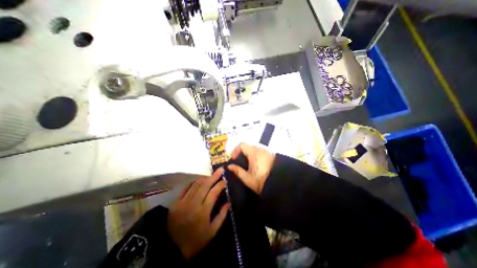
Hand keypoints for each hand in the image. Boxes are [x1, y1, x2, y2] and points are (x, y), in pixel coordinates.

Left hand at [166, 169, 229, 260]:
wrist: (171, 249)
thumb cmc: (195, 241)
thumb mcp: (212, 232)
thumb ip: (221, 216)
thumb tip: (228, 203)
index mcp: (203, 211)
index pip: (214, 193)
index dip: (220, 185)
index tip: (225, 180)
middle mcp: (194, 203)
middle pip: (205, 185)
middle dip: (214, 176)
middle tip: (220, 170)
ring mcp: (183, 201)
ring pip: (196, 185)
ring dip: (204, 178)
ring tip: (211, 175)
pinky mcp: (176, 202)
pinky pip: (185, 188)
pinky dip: (193, 182)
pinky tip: (198, 181)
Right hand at [227, 143, 275, 192]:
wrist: (281, 184)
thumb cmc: (262, 181)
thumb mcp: (247, 178)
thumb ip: (237, 171)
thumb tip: (229, 166)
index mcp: (254, 153)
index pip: (242, 145)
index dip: (236, 150)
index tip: (234, 159)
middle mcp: (261, 149)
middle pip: (249, 146)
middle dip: (242, 152)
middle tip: (240, 162)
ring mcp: (267, 151)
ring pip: (255, 148)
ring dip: (249, 154)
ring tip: (248, 164)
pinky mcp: (272, 154)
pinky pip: (261, 151)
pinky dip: (256, 155)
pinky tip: (256, 164)